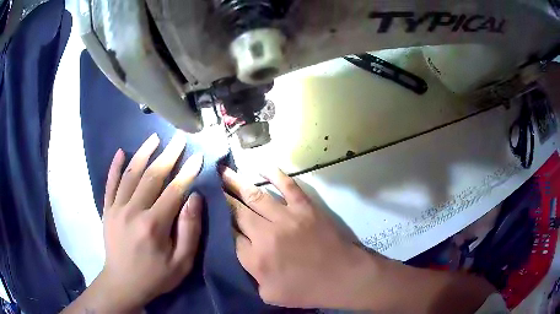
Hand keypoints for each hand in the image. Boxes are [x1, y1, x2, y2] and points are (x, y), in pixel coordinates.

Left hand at [96, 133, 203, 311]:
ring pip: (130, 174)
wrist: (123, 284)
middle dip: (168, 155)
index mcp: (153, 226)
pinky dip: (115, 167)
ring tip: (154, 137)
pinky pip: (110, 184)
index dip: (187, 172)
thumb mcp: (181, 263)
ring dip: (143, 153)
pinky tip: (120, 152)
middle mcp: (133, 211)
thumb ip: (189, 231)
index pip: (173, 191)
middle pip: (152, 176)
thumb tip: (194, 198)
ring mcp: (116, 209)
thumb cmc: (156, 276)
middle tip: (179, 139)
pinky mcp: (107, 210)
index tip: (198, 156)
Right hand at [221, 167, 379, 308]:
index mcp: (255, 258)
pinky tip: (262, 167)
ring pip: (255, 195)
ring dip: (237, 182)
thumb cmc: (307, 290)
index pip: (229, 235)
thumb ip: (250, 274)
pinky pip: (288, 186)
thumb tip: (242, 252)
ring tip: (223, 171)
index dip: (220, 223)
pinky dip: (275, 175)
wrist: (342, 277)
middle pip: (236, 211)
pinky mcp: (305, 208)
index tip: (213, 213)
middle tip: (210, 183)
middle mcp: (265, 233)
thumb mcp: (269, 294)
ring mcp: (286, 217)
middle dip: (221, 197)